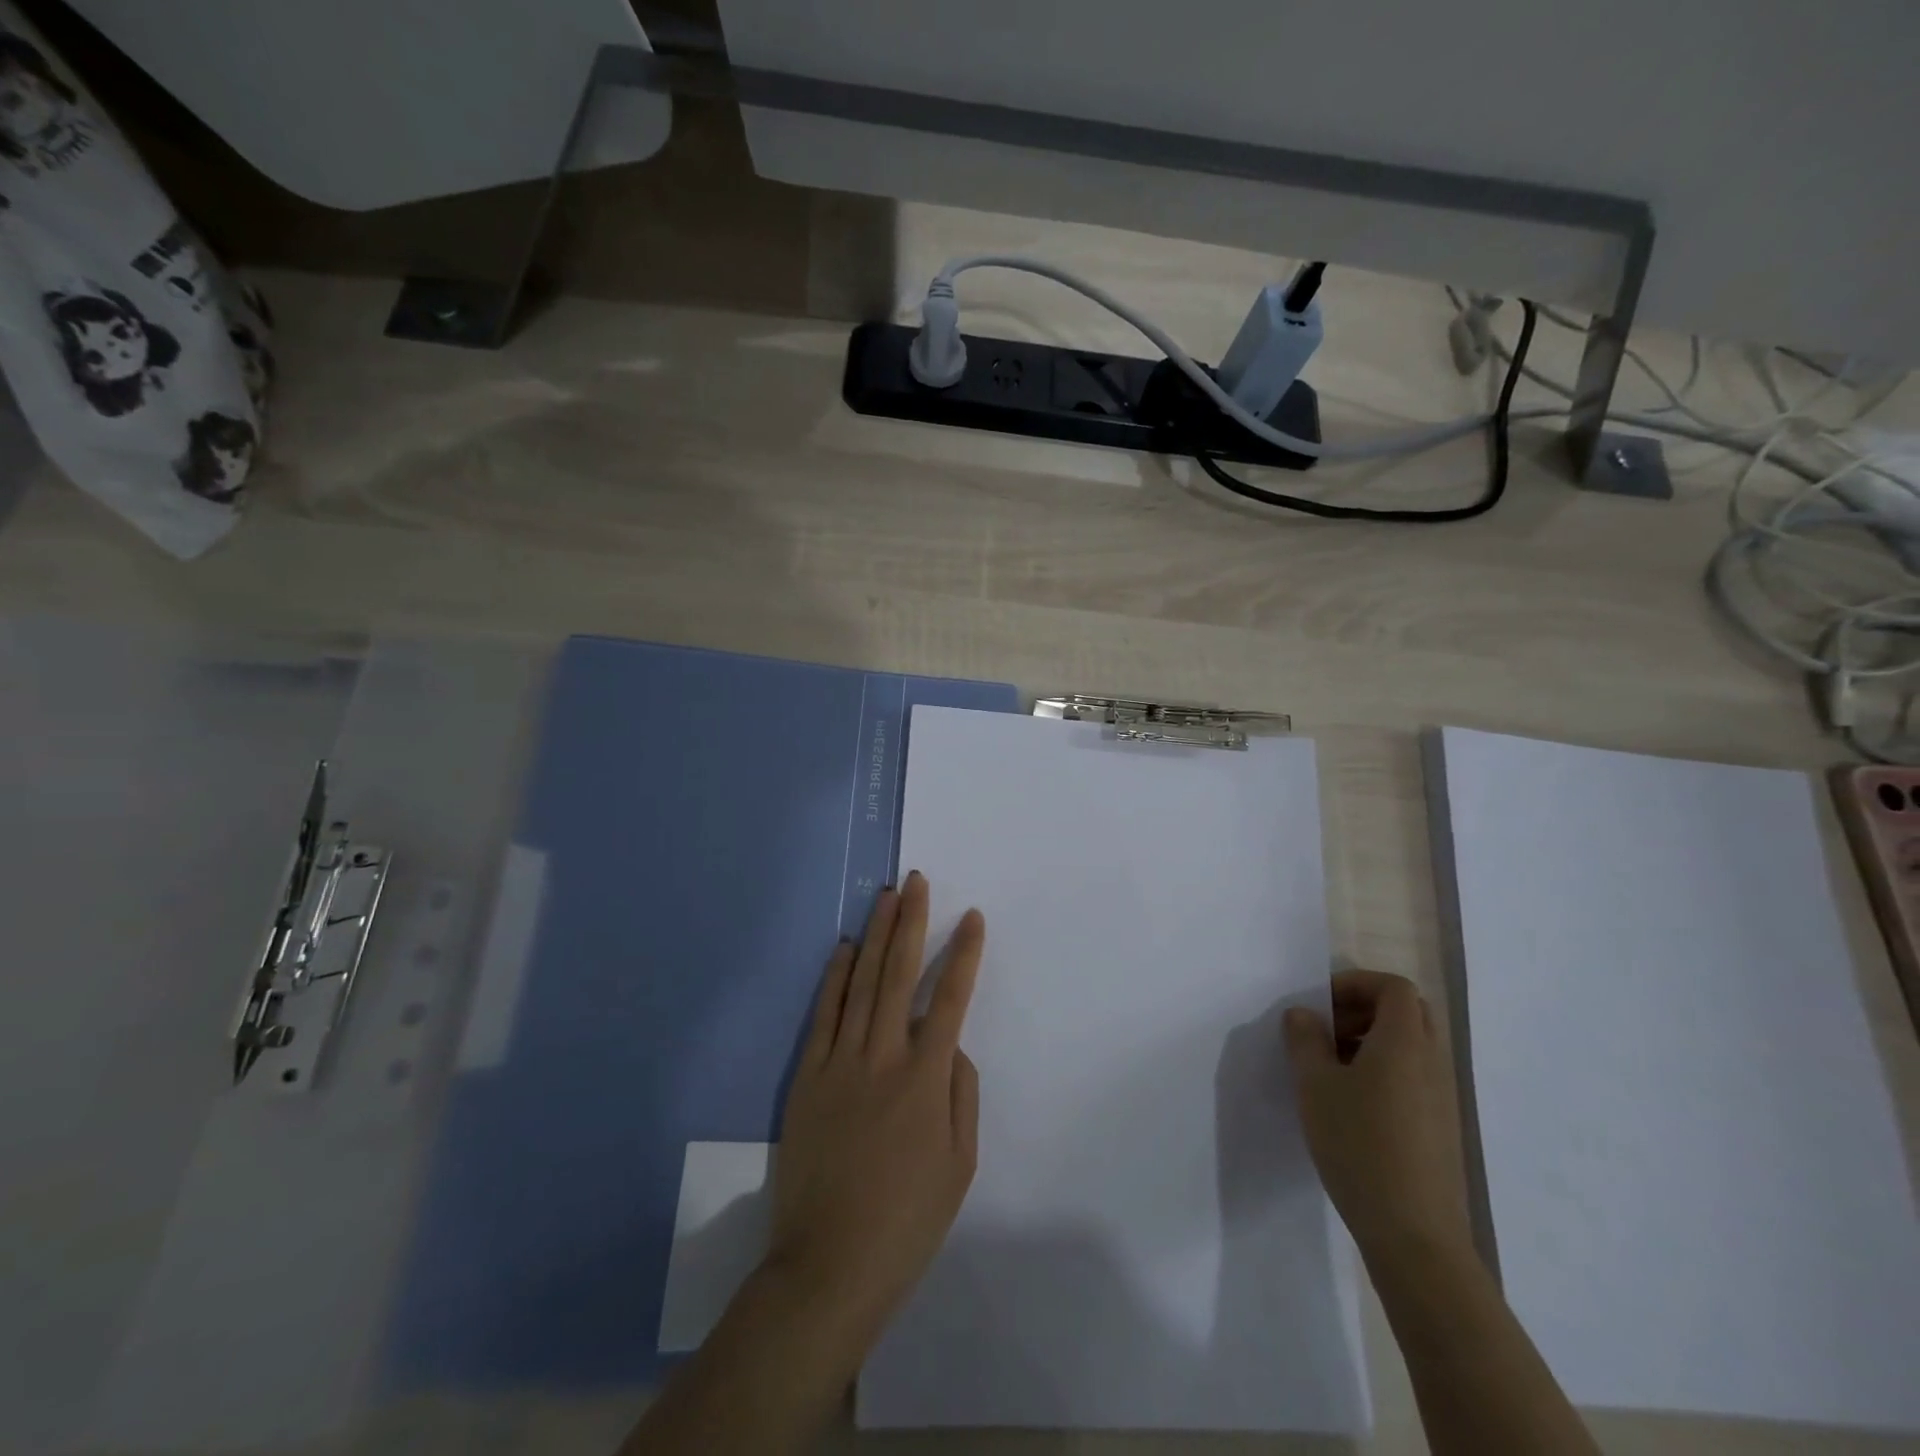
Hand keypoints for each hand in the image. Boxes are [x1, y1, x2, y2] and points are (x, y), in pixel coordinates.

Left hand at [767, 872, 983, 1349]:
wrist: (830, 1265)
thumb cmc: (908, 1219)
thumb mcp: (960, 1164)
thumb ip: (961, 1094)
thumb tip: (952, 1046)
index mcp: (927, 1077)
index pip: (950, 998)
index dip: (964, 954)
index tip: (972, 917)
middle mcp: (884, 1056)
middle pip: (900, 973)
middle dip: (912, 922)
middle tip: (917, 881)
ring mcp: (840, 1062)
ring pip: (862, 983)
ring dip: (876, 935)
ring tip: (886, 896)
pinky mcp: (807, 1076)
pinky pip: (823, 1015)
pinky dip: (835, 978)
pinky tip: (845, 949)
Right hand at [1283, 970, 1472, 1263]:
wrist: (1414, 1234)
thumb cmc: (1359, 1144)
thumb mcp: (1315, 1085)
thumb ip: (1305, 1040)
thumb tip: (1304, 1015)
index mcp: (1405, 1042)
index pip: (1393, 987)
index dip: (1356, 983)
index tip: (1321, 1004)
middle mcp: (1432, 1061)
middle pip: (1407, 1012)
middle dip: (1363, 1009)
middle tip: (1327, 1030)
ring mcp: (1443, 1096)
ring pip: (1411, 1045)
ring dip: (1372, 1041)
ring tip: (1332, 1068)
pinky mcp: (1442, 1127)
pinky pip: (1415, 1076)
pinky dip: (1385, 1070)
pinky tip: (1353, 1105)